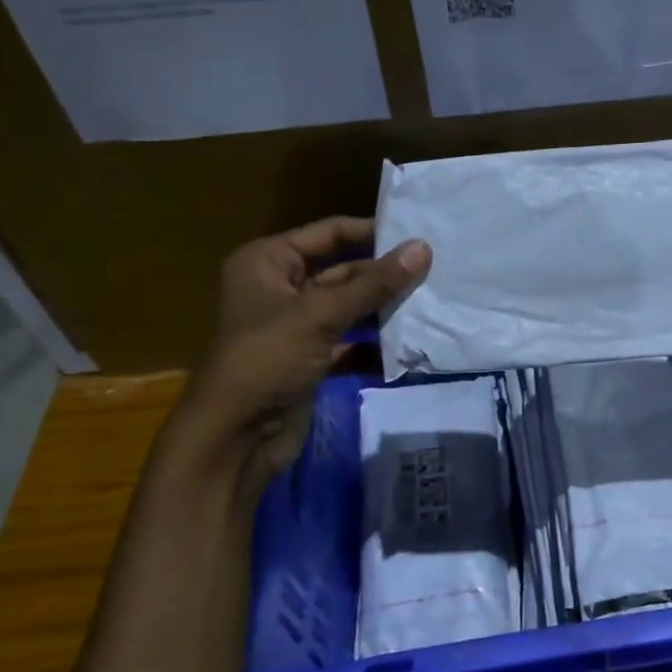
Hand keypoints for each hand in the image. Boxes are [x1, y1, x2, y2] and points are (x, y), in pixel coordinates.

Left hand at [168, 216, 430, 484]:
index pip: (329, 233)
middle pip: (343, 271)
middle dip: (384, 276)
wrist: (236, 438)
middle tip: (436, 273)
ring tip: (432, 304)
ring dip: (384, 311)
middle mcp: (281, 288)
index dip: (371, 233)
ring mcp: (296, 327)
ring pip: (350, 308)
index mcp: (268, 262)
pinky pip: (350, 344)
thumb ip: (374, 283)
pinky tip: (410, 347)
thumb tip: (423, 248)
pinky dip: (375, 347)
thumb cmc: (267, 360)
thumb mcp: (320, 315)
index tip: (419, 235)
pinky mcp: (311, 360)